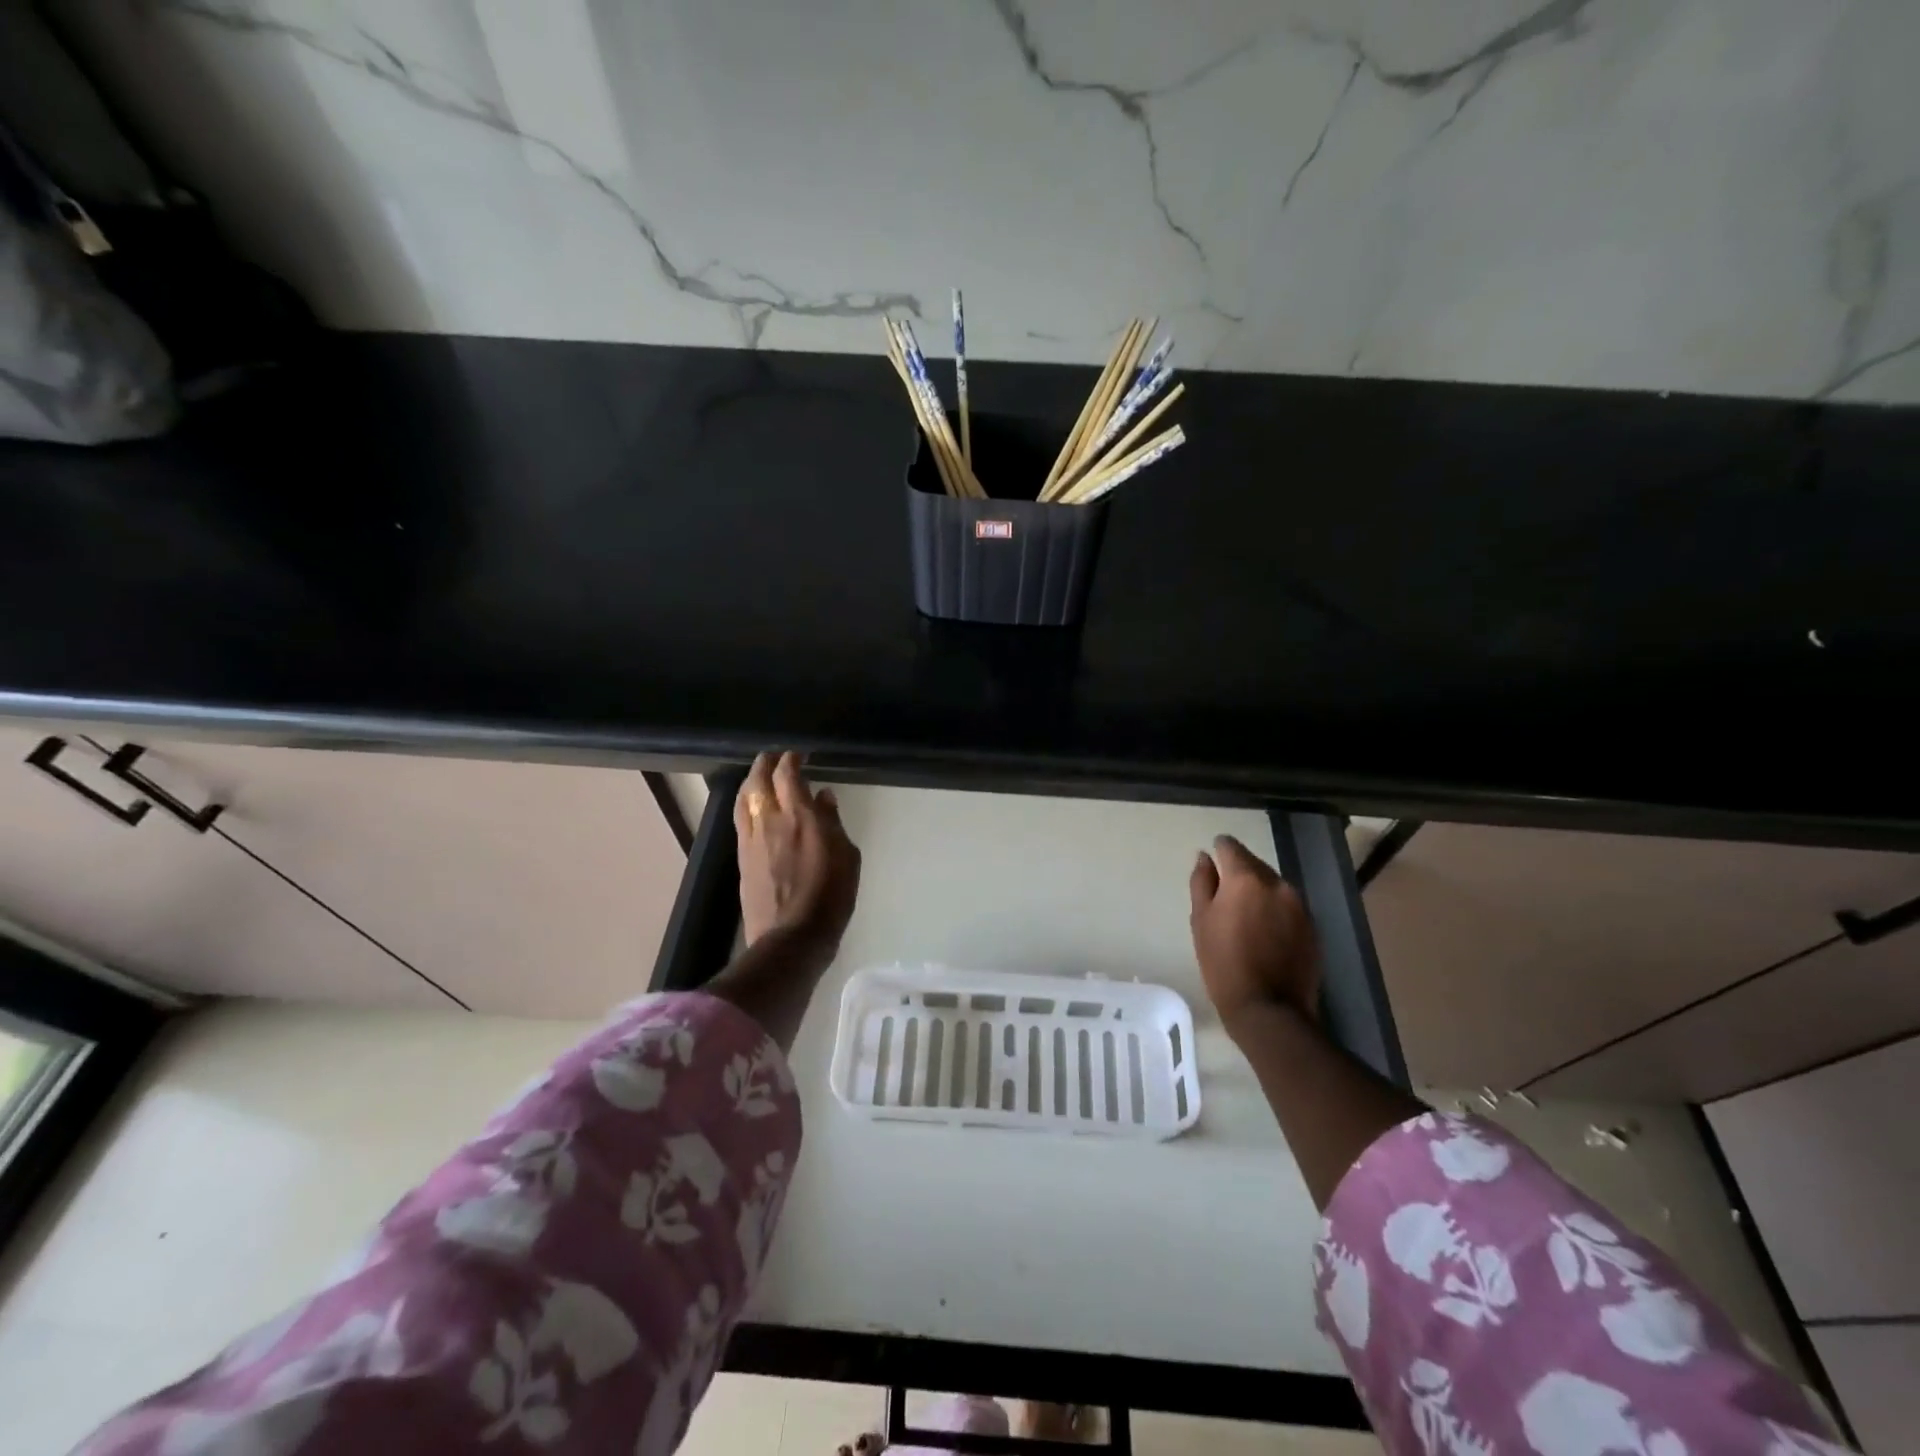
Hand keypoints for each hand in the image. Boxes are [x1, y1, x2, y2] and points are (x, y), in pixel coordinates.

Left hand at [735, 751, 861, 956]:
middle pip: (759, 779)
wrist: (792, 938)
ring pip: (744, 797)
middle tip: (776, 758)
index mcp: (800, 816)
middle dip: (766, 763)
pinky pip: (741, 818)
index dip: (791, 759)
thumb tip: (823, 796)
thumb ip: (833, 822)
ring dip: (752, 780)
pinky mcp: (742, 856)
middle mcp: (770, 820)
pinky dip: (746, 803)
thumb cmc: (830, 897)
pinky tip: (753, 806)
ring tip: (761, 776)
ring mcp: (752, 838)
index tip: (799, 755)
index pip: (788, 774)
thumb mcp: (847, 857)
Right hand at [1189, 835, 1320, 1026]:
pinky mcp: (1313, 926)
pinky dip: (1276, 911)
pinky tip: (1265, 934)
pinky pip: (1288, 906)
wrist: (1269, 1010)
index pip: (1230, 847)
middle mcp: (1277, 883)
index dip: (1218, 852)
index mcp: (1245, 879)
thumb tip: (1204, 857)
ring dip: (1259, 893)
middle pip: (1254, 864)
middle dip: (1239, 874)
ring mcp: (1299, 905)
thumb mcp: (1201, 921)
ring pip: (1273, 885)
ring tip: (1246, 919)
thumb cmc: (1223, 964)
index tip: (1211, 868)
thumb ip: (1202, 882)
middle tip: (1225, 899)